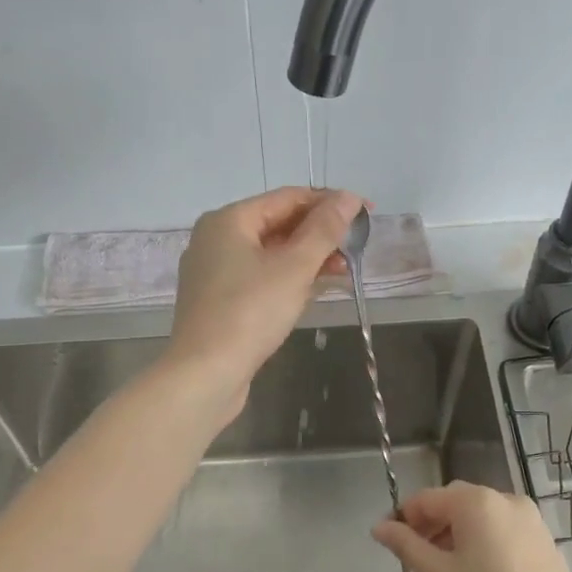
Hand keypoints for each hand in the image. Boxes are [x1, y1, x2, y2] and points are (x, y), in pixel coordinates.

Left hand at [166, 187, 364, 413]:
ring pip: (269, 253)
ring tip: (344, 269)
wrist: (204, 374)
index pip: (287, 197)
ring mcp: (214, 272)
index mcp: (228, 220)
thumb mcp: (294, 267)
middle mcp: (216, 239)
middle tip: (357, 245)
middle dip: (319, 233)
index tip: (366, 212)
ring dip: (307, 257)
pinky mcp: (218, 301)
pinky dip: (288, 278)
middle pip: (277, 223)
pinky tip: (314, 289)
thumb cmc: (250, 313)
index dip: (329, 202)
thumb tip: (349, 197)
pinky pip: (259, 277)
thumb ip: (324, 230)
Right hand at [373, 482, 571, 571]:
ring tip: (445, 568)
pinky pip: (502, 528)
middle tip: (416, 558)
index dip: (404, 517)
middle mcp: (504, 498)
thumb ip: (407, 546)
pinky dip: (483, 539)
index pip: (427, 498)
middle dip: (431, 524)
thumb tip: (379, 527)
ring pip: (480, 515)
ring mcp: (529, 517)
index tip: (390, 542)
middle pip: (455, 501)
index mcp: (476, 502)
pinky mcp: (543, 538)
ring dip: (456, 532)